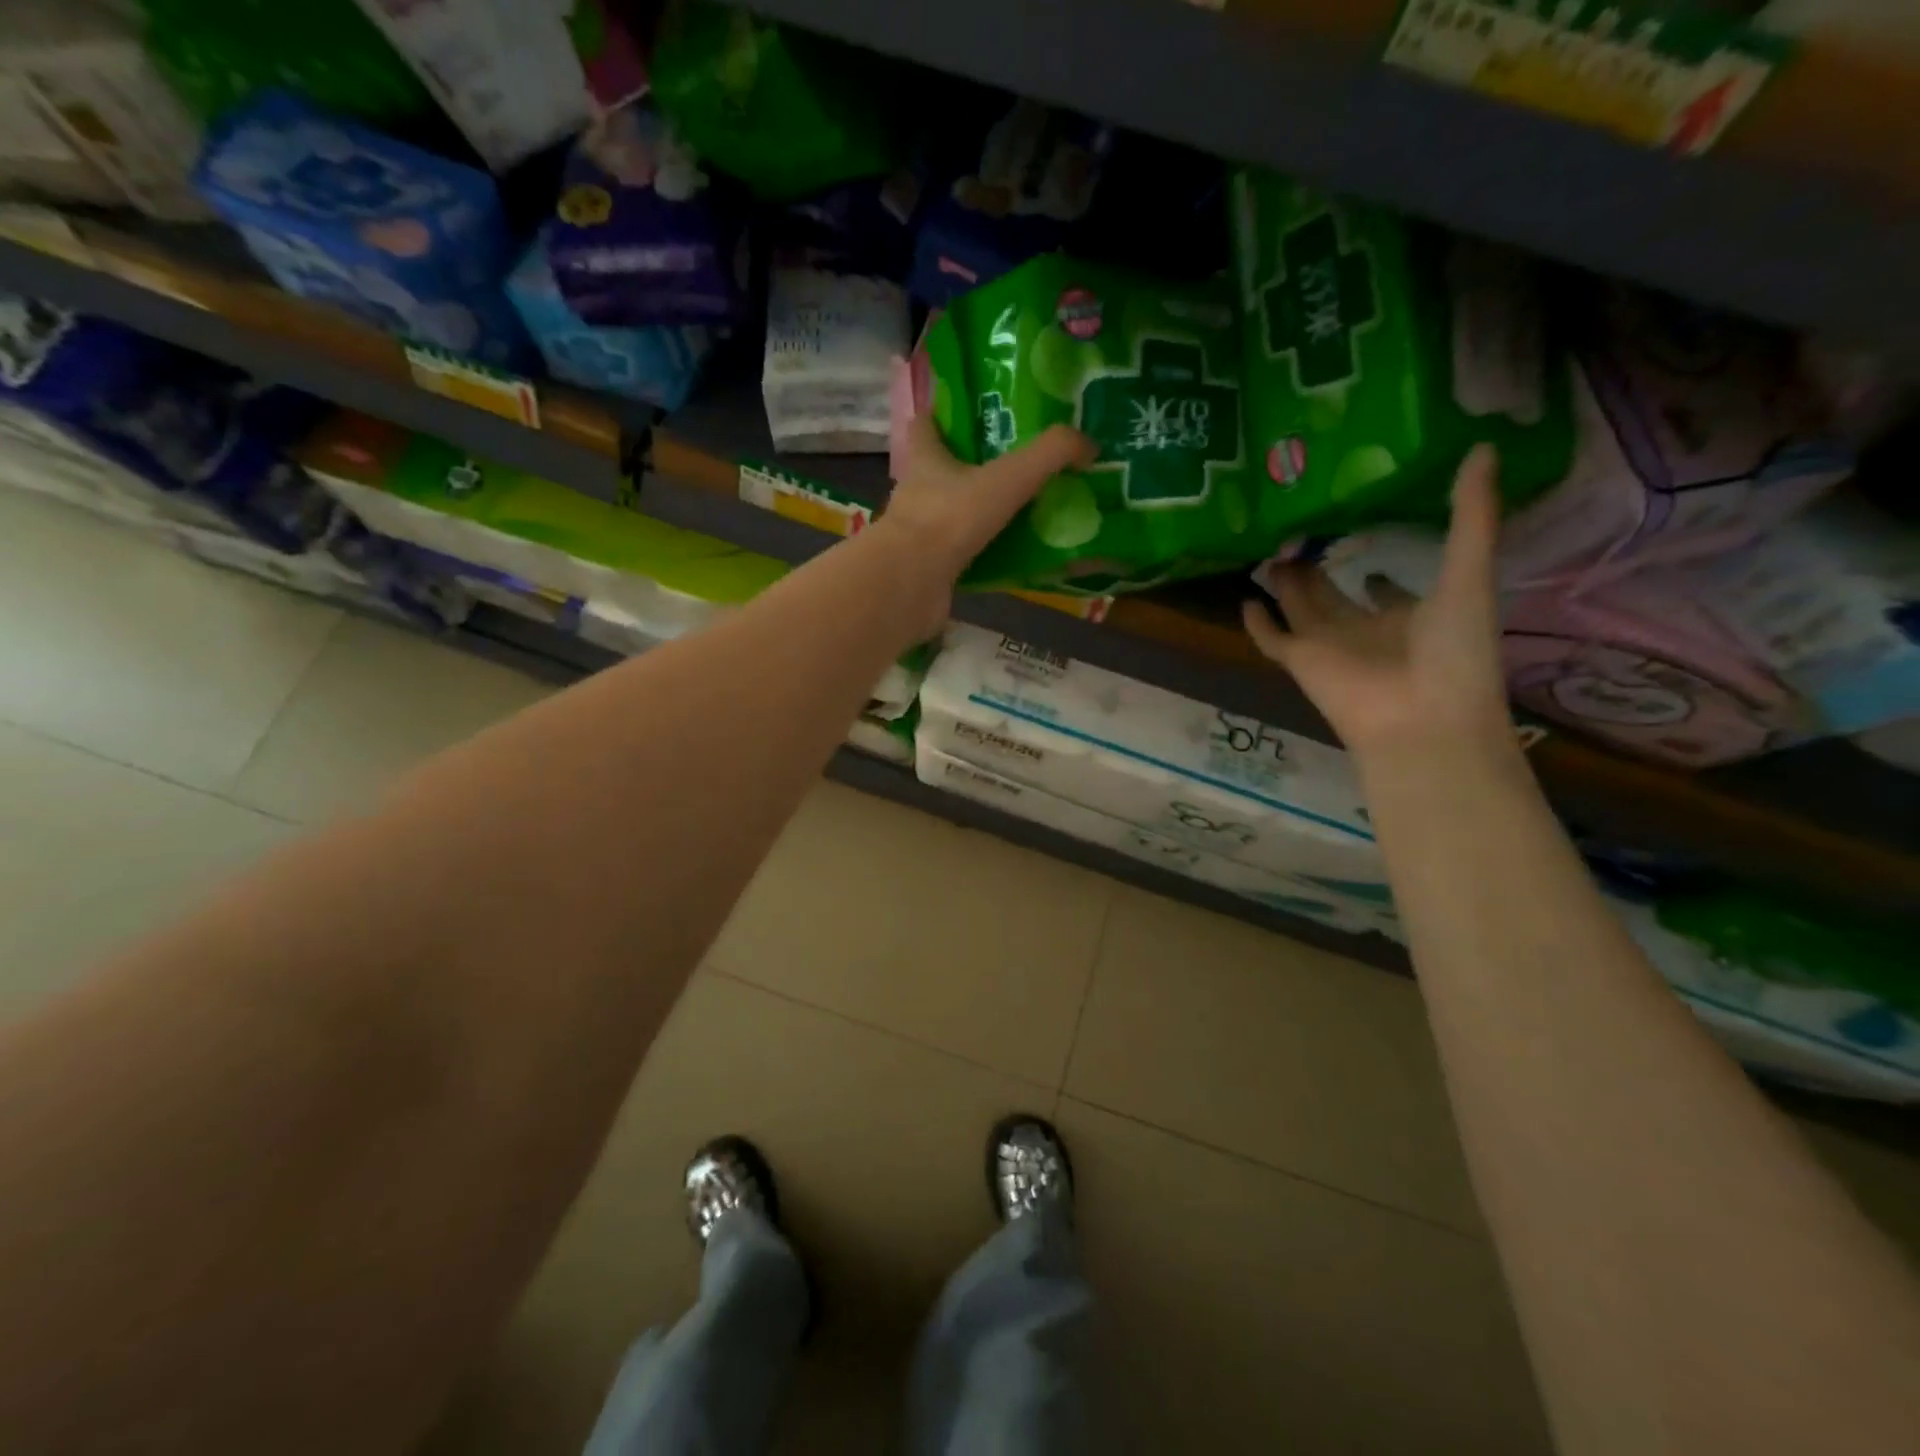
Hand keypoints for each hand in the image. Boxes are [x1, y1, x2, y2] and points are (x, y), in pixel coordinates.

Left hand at [879, 413, 1094, 586]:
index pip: (925, 425)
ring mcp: (920, 534)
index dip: (944, 415)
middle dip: (972, 468)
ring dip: (979, 515)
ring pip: (952, 516)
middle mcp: (917, 492)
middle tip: (1017, 467)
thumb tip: (1090, 445)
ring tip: (1023, 513)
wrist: (912, 583)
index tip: (974, 414)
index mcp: (927, 459)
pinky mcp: (929, 569)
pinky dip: (985, 556)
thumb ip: (1052, 454)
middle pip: (942, 471)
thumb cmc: (951, 517)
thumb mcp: (1009, 477)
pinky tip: (1013, 558)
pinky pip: (962, 556)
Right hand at [1242, 445, 1513, 763]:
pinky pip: (1272, 639)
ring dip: (1285, 584)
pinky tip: (1244, 598)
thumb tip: (1482, 447)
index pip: (1388, 592)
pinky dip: (1257, 623)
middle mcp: (1367, 630)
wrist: (1421, 720)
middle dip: (1317, 567)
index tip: (1365, 552)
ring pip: (1300, 609)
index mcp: (1411, 615)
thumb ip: (1472, 516)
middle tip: (1298, 531)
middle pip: (1333, 595)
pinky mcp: (1300, 661)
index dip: (1378, 574)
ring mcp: (1330, 646)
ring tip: (1269, 551)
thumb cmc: (1454, 652)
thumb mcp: (1470, 574)